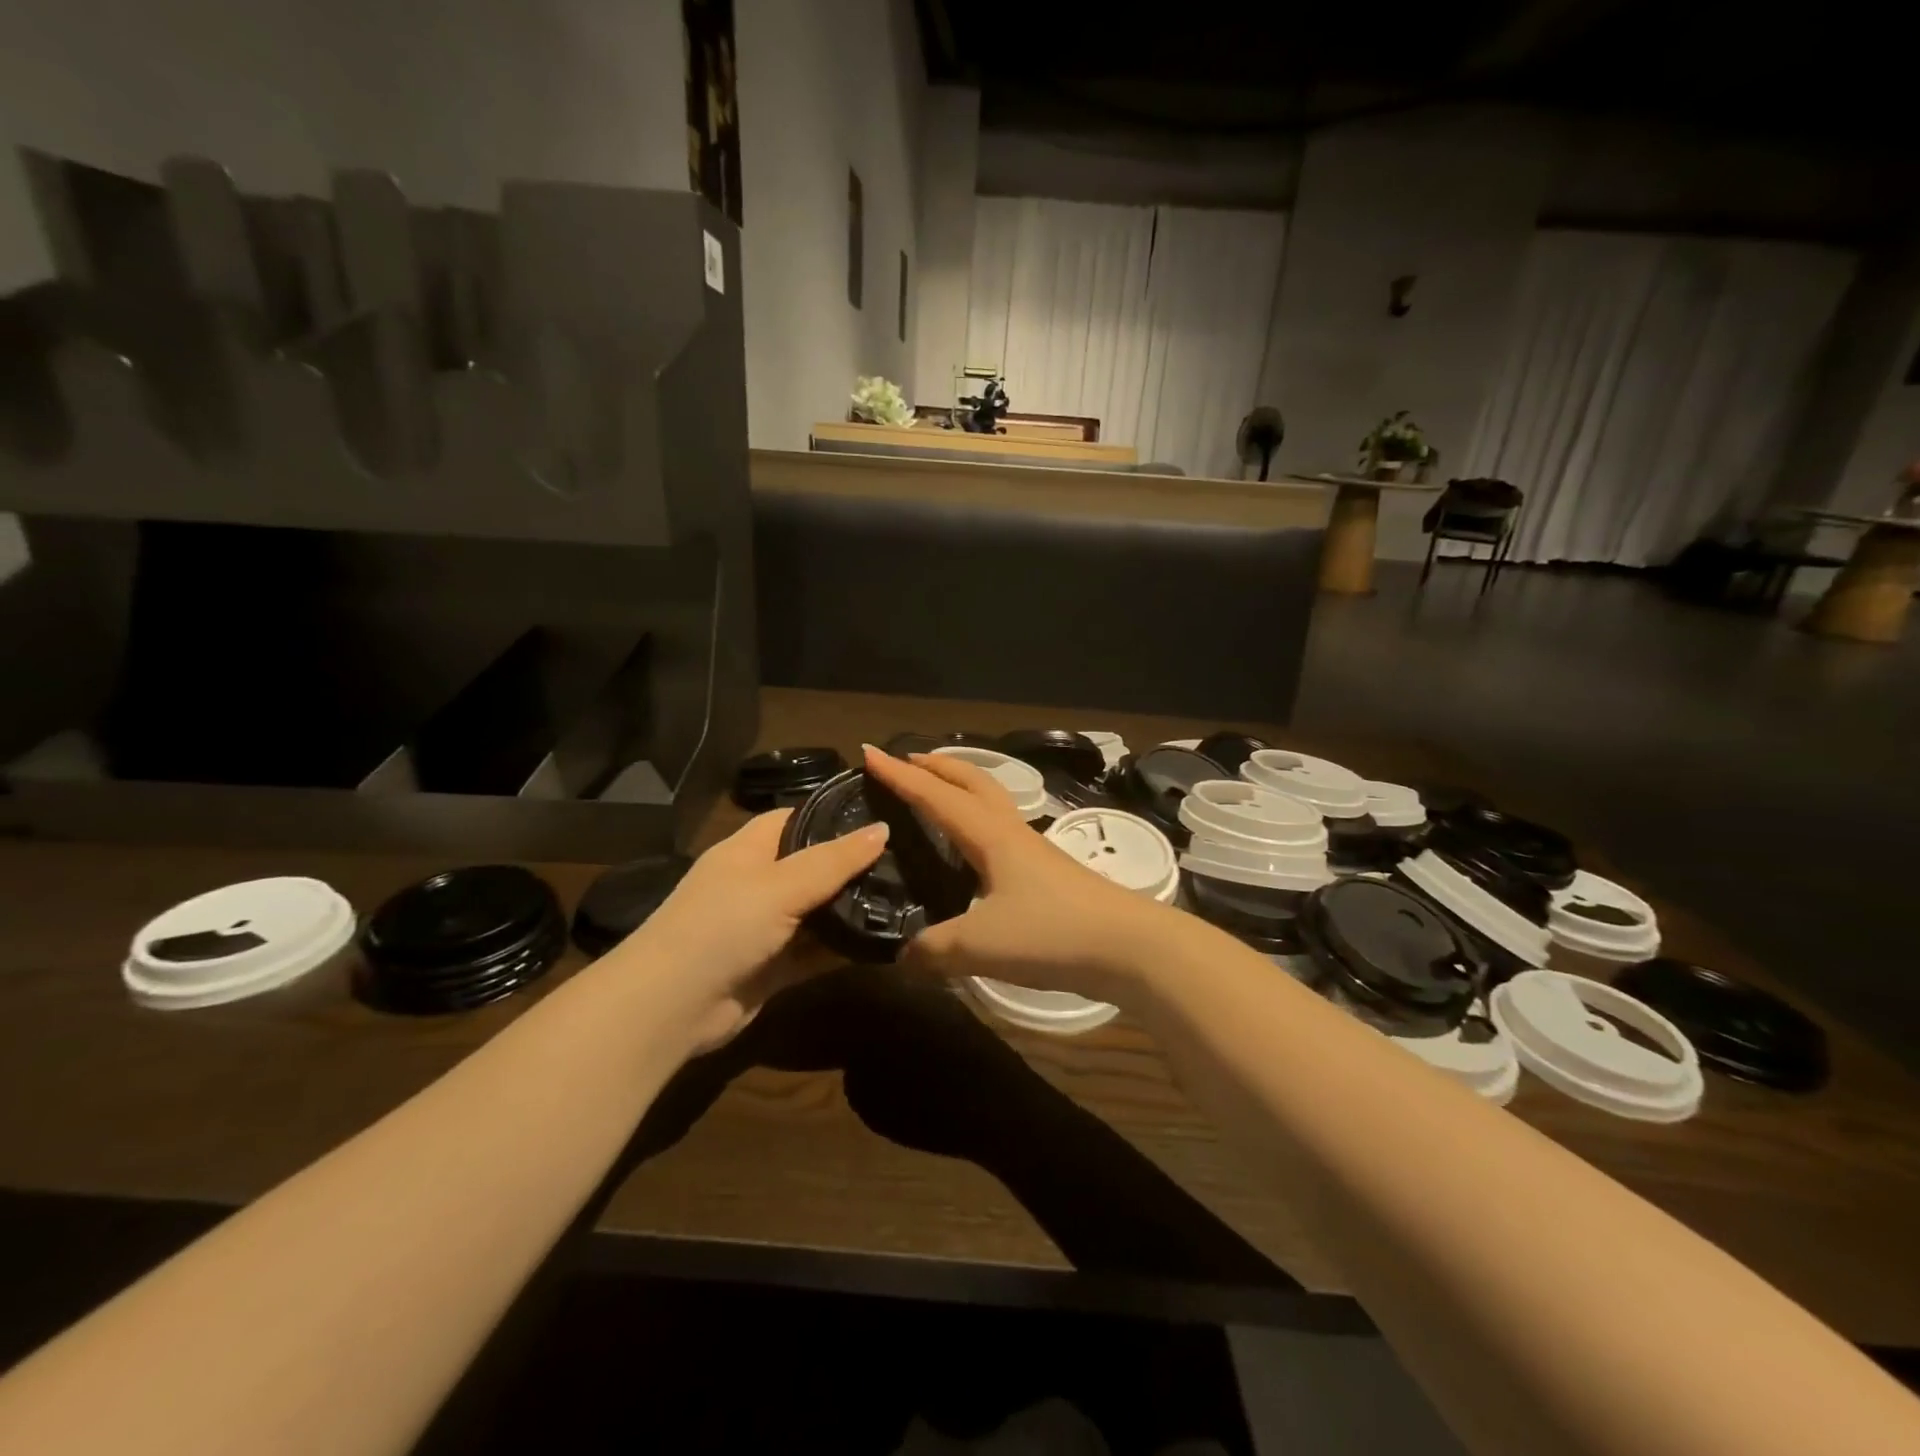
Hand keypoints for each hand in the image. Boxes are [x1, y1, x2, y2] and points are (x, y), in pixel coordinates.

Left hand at [608, 809, 888, 1053]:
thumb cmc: (721, 926)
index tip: (882, 814)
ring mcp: (767, 927)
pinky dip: (845, 948)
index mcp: (750, 850)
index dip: (835, 813)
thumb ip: (833, 861)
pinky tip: (885, 940)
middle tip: (909, 857)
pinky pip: (818, 951)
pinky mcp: (775, 966)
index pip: (797, 817)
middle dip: (854, 864)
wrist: (671, 1008)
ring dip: (854, 908)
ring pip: (819, 910)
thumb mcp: (780, 885)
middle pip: (814, 865)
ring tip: (909, 895)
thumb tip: (883, 829)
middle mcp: (759, 883)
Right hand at [861, 745, 1176, 1003]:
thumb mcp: (980, 945)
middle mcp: (1011, 832)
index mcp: (990, 836)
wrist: (1129, 946)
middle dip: (937, 766)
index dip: (899, 776)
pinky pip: (1003, 829)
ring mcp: (1034, 850)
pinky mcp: (1049, 872)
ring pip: (991, 801)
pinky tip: (977, 847)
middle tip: (907, 759)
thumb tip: (902, 958)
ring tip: (938, 791)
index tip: (869, 753)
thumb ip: (934, 950)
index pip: (935, 796)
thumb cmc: (1051, 933)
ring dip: (961, 786)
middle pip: (972, 782)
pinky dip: (979, 819)